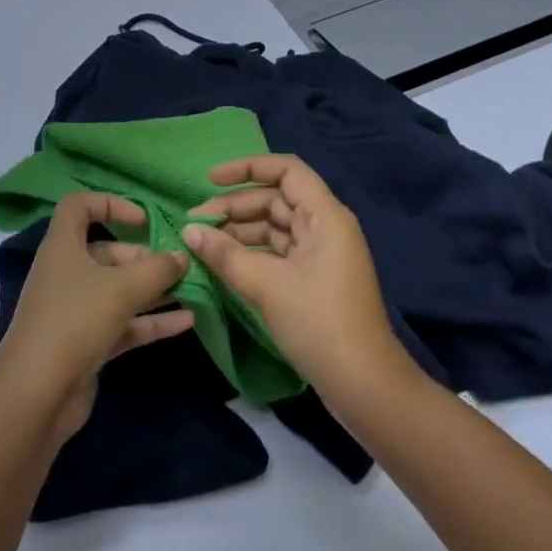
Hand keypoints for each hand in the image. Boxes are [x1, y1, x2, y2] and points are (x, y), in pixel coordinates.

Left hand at [0, 193, 192, 439]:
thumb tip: (181, 256)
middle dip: (146, 257)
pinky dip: (151, 321)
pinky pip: (124, 323)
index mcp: (63, 247)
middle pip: (108, 252)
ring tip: (193, 288)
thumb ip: (158, 269)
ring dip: (154, 289)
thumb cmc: (75, 322)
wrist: (36, 395)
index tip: (144, 220)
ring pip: (119, 290)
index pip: (79, 207)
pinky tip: (187, 321)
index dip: (111, 204)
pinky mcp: (87, 343)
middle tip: (181, 264)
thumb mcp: (122, 288)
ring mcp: (76, 310)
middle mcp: (67, 273)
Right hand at [182, 155, 409, 395]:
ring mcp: (320, 256)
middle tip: (194, 223)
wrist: (361, 382)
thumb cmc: (318, 321)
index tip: (210, 180)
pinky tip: (222, 264)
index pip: (286, 171)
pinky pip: (277, 254)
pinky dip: (250, 254)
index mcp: (325, 216)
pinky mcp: (313, 281)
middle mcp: (325, 227)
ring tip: (201, 244)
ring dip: (239, 232)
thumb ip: (225, 254)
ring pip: (274, 228)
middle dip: (235, 206)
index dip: (247, 168)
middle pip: (276, 200)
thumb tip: (189, 230)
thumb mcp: (266, 284)